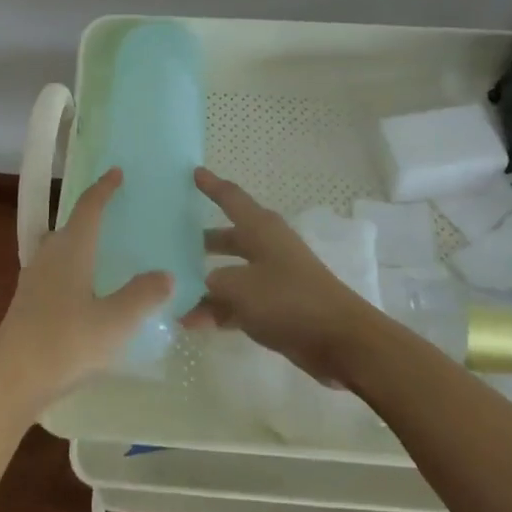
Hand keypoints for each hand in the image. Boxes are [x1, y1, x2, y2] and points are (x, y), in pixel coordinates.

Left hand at [0, 168, 171, 418]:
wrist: (10, 381)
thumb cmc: (65, 343)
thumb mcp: (114, 322)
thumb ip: (142, 296)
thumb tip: (165, 274)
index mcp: (71, 249)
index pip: (88, 207)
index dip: (103, 188)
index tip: (116, 172)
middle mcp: (49, 256)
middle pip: (70, 226)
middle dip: (91, 217)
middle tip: (116, 216)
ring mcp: (33, 280)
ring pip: (59, 251)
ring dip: (80, 245)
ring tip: (103, 255)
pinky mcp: (26, 304)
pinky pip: (53, 273)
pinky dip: (71, 270)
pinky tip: (84, 294)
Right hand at [187, 167, 387, 385]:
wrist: (339, 340)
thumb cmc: (288, 299)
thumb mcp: (240, 287)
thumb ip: (213, 283)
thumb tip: (204, 284)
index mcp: (261, 228)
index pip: (231, 198)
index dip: (211, 185)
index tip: (194, 172)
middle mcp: (267, 247)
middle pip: (228, 238)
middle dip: (202, 242)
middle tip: (172, 242)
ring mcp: (273, 278)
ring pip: (231, 274)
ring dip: (205, 284)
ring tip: (173, 293)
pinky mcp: (277, 307)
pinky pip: (239, 302)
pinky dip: (218, 310)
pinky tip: (192, 323)